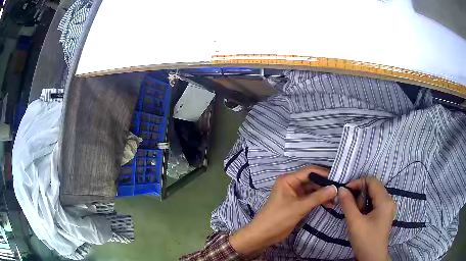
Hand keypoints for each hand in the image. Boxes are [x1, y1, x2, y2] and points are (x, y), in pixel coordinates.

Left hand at [229, 165, 337, 257]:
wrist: (263, 235)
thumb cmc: (278, 218)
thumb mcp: (299, 207)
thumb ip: (318, 197)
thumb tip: (335, 188)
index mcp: (288, 180)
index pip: (309, 171)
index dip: (324, 173)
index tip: (338, 178)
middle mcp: (291, 184)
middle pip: (312, 180)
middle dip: (325, 186)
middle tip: (339, 191)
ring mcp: (294, 194)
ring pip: (312, 190)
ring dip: (323, 194)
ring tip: (336, 200)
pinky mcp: (296, 204)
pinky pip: (310, 199)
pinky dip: (319, 201)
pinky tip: (329, 205)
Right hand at [339, 176, 396, 260]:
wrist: (372, 258)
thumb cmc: (365, 241)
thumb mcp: (355, 223)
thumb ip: (348, 204)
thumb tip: (341, 189)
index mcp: (385, 201)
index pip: (372, 181)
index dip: (358, 182)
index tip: (345, 191)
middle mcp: (390, 200)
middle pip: (374, 187)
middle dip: (360, 194)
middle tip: (350, 206)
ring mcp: (389, 207)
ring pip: (374, 195)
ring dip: (362, 201)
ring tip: (355, 214)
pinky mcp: (386, 213)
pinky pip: (376, 202)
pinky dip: (366, 205)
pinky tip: (361, 216)